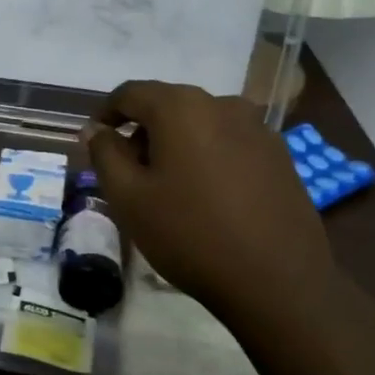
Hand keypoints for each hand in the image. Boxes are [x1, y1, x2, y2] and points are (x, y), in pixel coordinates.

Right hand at [83, 81, 342, 338]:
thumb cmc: (190, 234)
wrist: (278, 281)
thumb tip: (96, 130)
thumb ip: (105, 154)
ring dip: (175, 143)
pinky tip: (205, 195)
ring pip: (200, 123)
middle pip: (168, 105)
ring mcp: (257, 128)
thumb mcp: (128, 197)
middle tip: (127, 170)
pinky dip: (207, 155)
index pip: (130, 93)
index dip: (106, 112)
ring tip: (167, 185)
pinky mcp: (280, 155)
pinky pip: (229, 142)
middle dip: (141, 130)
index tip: (94, 138)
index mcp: (181, 108)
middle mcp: (222, 104)